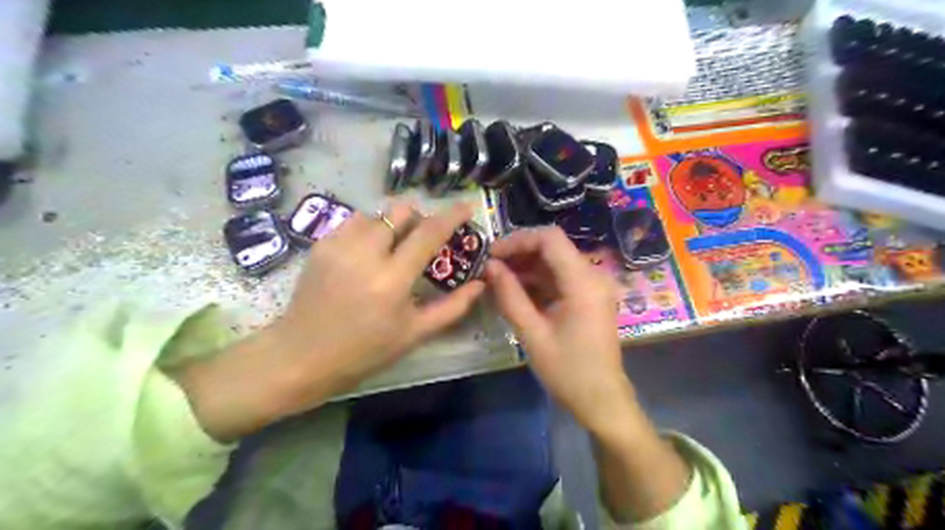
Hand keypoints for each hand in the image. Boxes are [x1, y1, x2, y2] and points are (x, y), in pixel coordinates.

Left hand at [174, 201, 487, 441]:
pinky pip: (354, 222)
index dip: (452, 216)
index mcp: (392, 279)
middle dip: (418, 218)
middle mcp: (365, 253)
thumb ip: (452, 308)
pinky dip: (368, 230)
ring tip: (391, 248)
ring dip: (392, 225)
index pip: (428, 233)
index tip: (467, 207)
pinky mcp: (321, 245)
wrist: (302, 355)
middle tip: (422, 239)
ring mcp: (339, 245)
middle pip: (401, 211)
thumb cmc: (364, 350)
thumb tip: (479, 284)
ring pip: (376, 214)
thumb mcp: (414, 334)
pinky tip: (367, 253)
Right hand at [483, 225, 628, 431]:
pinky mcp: (589, 297)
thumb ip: (510, 296)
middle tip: (490, 268)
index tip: (492, 254)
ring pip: (555, 261)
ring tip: (498, 280)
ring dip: (526, 267)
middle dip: (520, 253)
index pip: (550, 239)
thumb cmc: (568, 371)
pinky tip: (516, 292)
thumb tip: (490, 266)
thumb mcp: (532, 334)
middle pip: (553, 247)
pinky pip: (560, 277)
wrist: (601, 400)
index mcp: (583, 283)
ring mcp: (593, 286)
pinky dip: (538, 280)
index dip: (518, 240)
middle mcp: (593, 276)